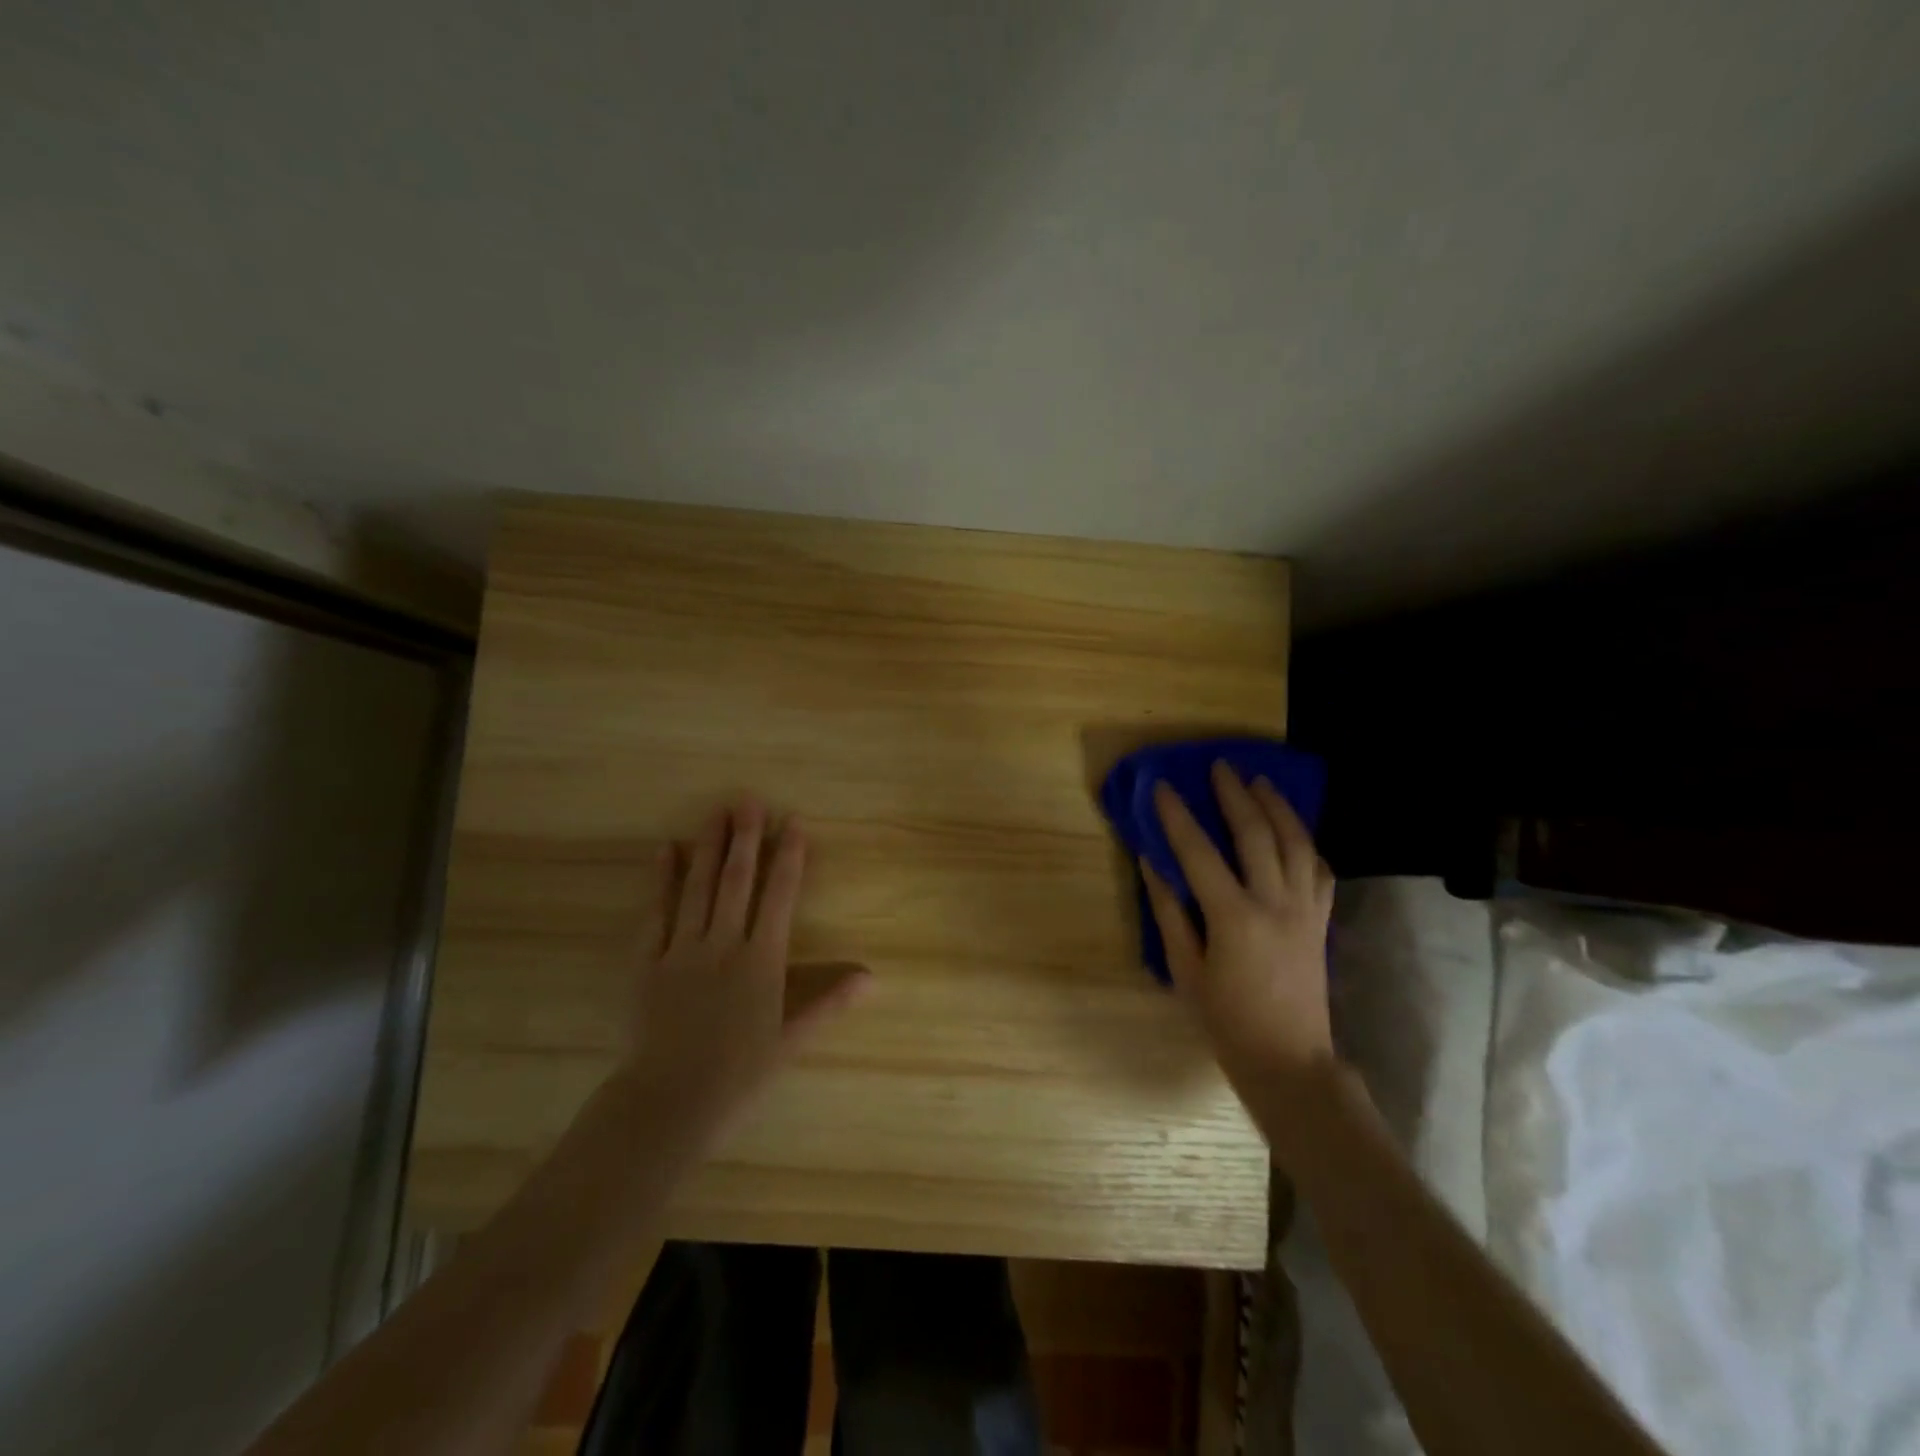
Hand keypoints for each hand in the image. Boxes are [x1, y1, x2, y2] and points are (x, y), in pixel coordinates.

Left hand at [621, 797, 868, 1148]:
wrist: (668, 1102)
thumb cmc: (738, 1074)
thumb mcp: (791, 1040)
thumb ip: (830, 1002)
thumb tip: (872, 976)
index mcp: (761, 961)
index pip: (780, 897)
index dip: (789, 857)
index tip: (794, 823)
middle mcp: (724, 944)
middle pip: (737, 882)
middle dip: (747, 838)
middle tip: (750, 800)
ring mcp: (682, 950)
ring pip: (698, 888)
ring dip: (709, 847)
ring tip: (717, 811)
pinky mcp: (647, 962)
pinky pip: (655, 913)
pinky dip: (660, 880)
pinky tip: (665, 850)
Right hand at [1142, 762, 1335, 1097]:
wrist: (1289, 1061)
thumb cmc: (1226, 1021)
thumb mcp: (1185, 970)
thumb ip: (1168, 913)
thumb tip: (1152, 864)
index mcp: (1233, 917)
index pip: (1199, 852)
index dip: (1178, 816)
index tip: (1163, 787)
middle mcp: (1275, 903)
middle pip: (1256, 834)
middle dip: (1235, 795)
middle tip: (1221, 767)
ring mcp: (1305, 910)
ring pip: (1296, 843)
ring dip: (1277, 807)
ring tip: (1260, 782)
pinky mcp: (1321, 922)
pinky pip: (1320, 870)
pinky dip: (1306, 843)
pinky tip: (1293, 830)